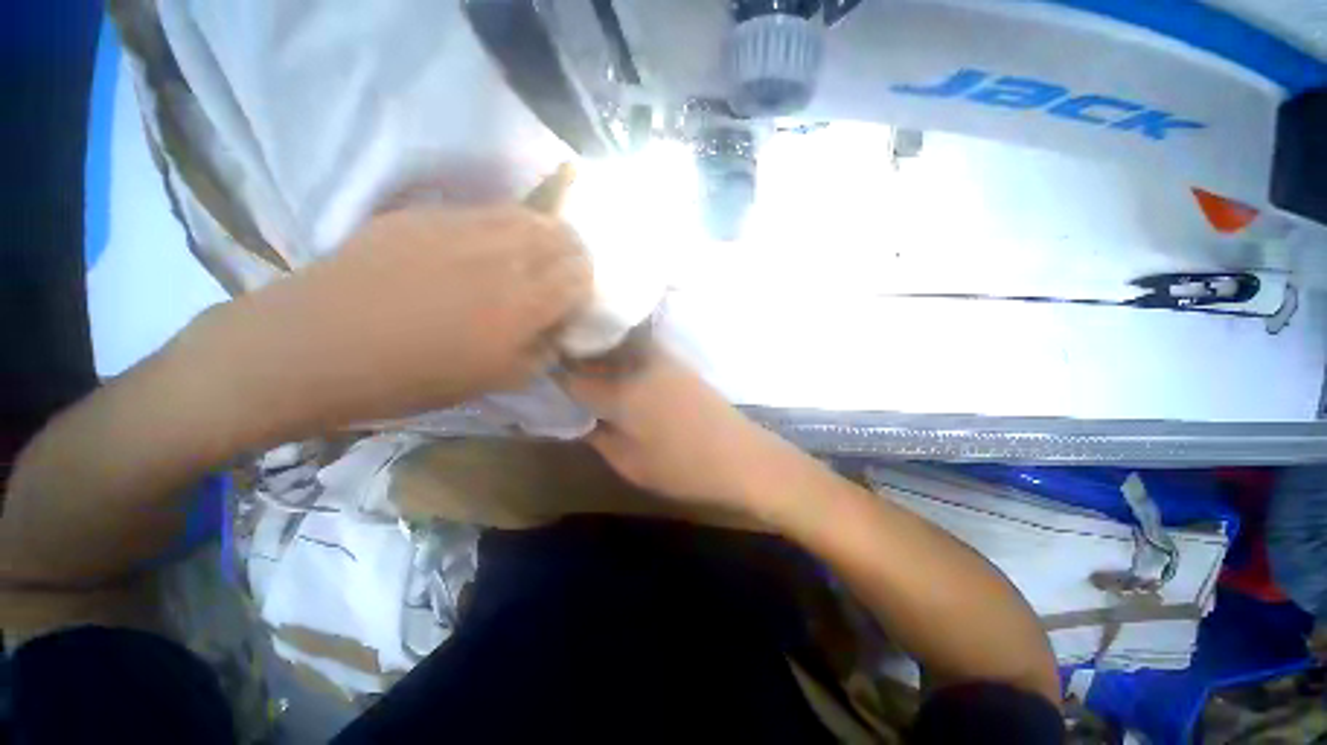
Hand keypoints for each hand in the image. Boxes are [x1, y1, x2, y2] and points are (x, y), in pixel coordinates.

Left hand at [199, 206, 591, 428]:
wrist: (316, 346)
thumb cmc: (413, 377)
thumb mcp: (497, 380)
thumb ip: (541, 351)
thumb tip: (558, 330)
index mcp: (525, 304)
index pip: (581, 276)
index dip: (587, 285)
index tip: (579, 297)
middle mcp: (504, 256)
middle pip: (563, 237)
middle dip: (574, 254)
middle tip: (566, 272)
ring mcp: (464, 227)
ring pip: (528, 216)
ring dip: (545, 234)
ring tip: (537, 252)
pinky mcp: (428, 215)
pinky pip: (486, 211)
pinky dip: (506, 225)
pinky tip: (492, 243)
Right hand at [560, 347, 795, 511]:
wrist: (742, 457)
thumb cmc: (683, 468)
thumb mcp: (628, 462)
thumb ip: (596, 434)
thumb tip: (578, 415)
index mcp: (619, 390)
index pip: (570, 373)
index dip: (550, 372)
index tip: (535, 372)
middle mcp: (636, 363)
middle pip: (591, 351)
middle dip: (569, 355)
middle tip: (552, 364)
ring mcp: (660, 358)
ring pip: (614, 346)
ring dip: (593, 350)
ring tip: (577, 361)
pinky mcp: (675, 362)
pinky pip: (635, 350)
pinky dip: (617, 353)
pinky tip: (613, 365)